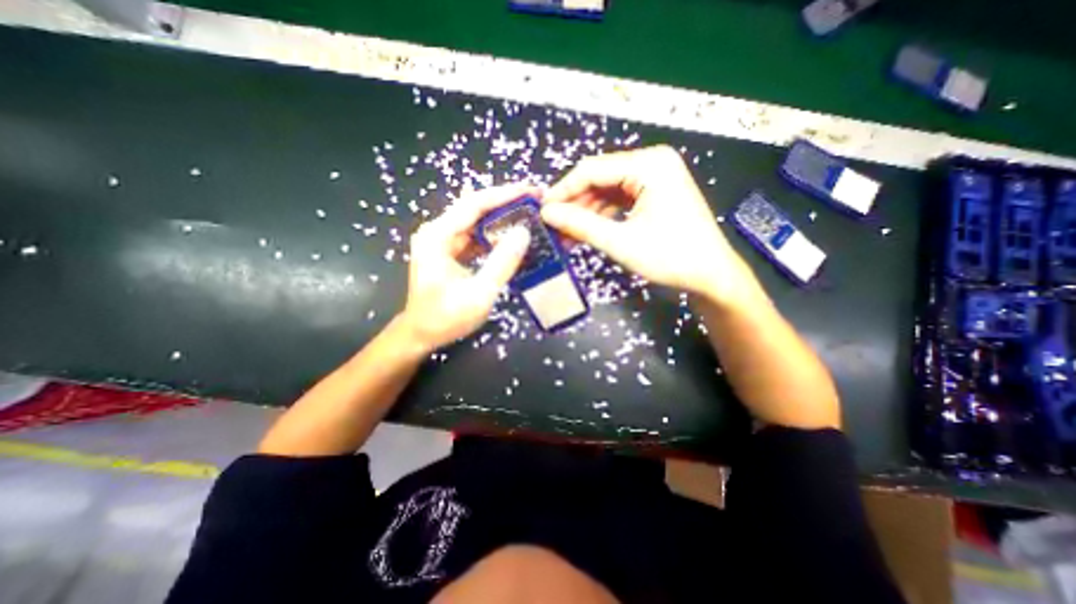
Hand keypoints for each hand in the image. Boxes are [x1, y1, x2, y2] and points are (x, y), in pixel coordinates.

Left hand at [396, 184, 536, 352]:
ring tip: (529, 216)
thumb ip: (502, 262)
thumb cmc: (446, 318)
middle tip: (535, 201)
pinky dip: (494, 236)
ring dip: (502, 218)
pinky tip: (512, 239)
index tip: (532, 191)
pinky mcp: (448, 250)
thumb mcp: (479, 293)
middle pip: (475, 208)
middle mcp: (437, 231)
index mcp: (438, 236)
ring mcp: (442, 240)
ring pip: (477, 221)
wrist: (421, 334)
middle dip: (507, 203)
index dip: (505, 194)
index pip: (475, 204)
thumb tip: (524, 232)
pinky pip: (475, 236)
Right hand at [544, 143, 759, 307]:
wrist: (711, 275)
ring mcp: (654, 177)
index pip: (592, 169)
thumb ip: (580, 225)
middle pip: (599, 179)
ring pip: (606, 191)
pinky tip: (586, 233)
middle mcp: (651, 162)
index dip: (563, 190)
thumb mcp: (620, 242)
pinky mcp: (654, 193)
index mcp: (649, 164)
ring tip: (566, 236)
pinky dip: (601, 217)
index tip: (542, 212)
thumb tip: (546, 213)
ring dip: (586, 213)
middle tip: (553, 227)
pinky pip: (618, 200)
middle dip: (574, 205)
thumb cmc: (670, 258)